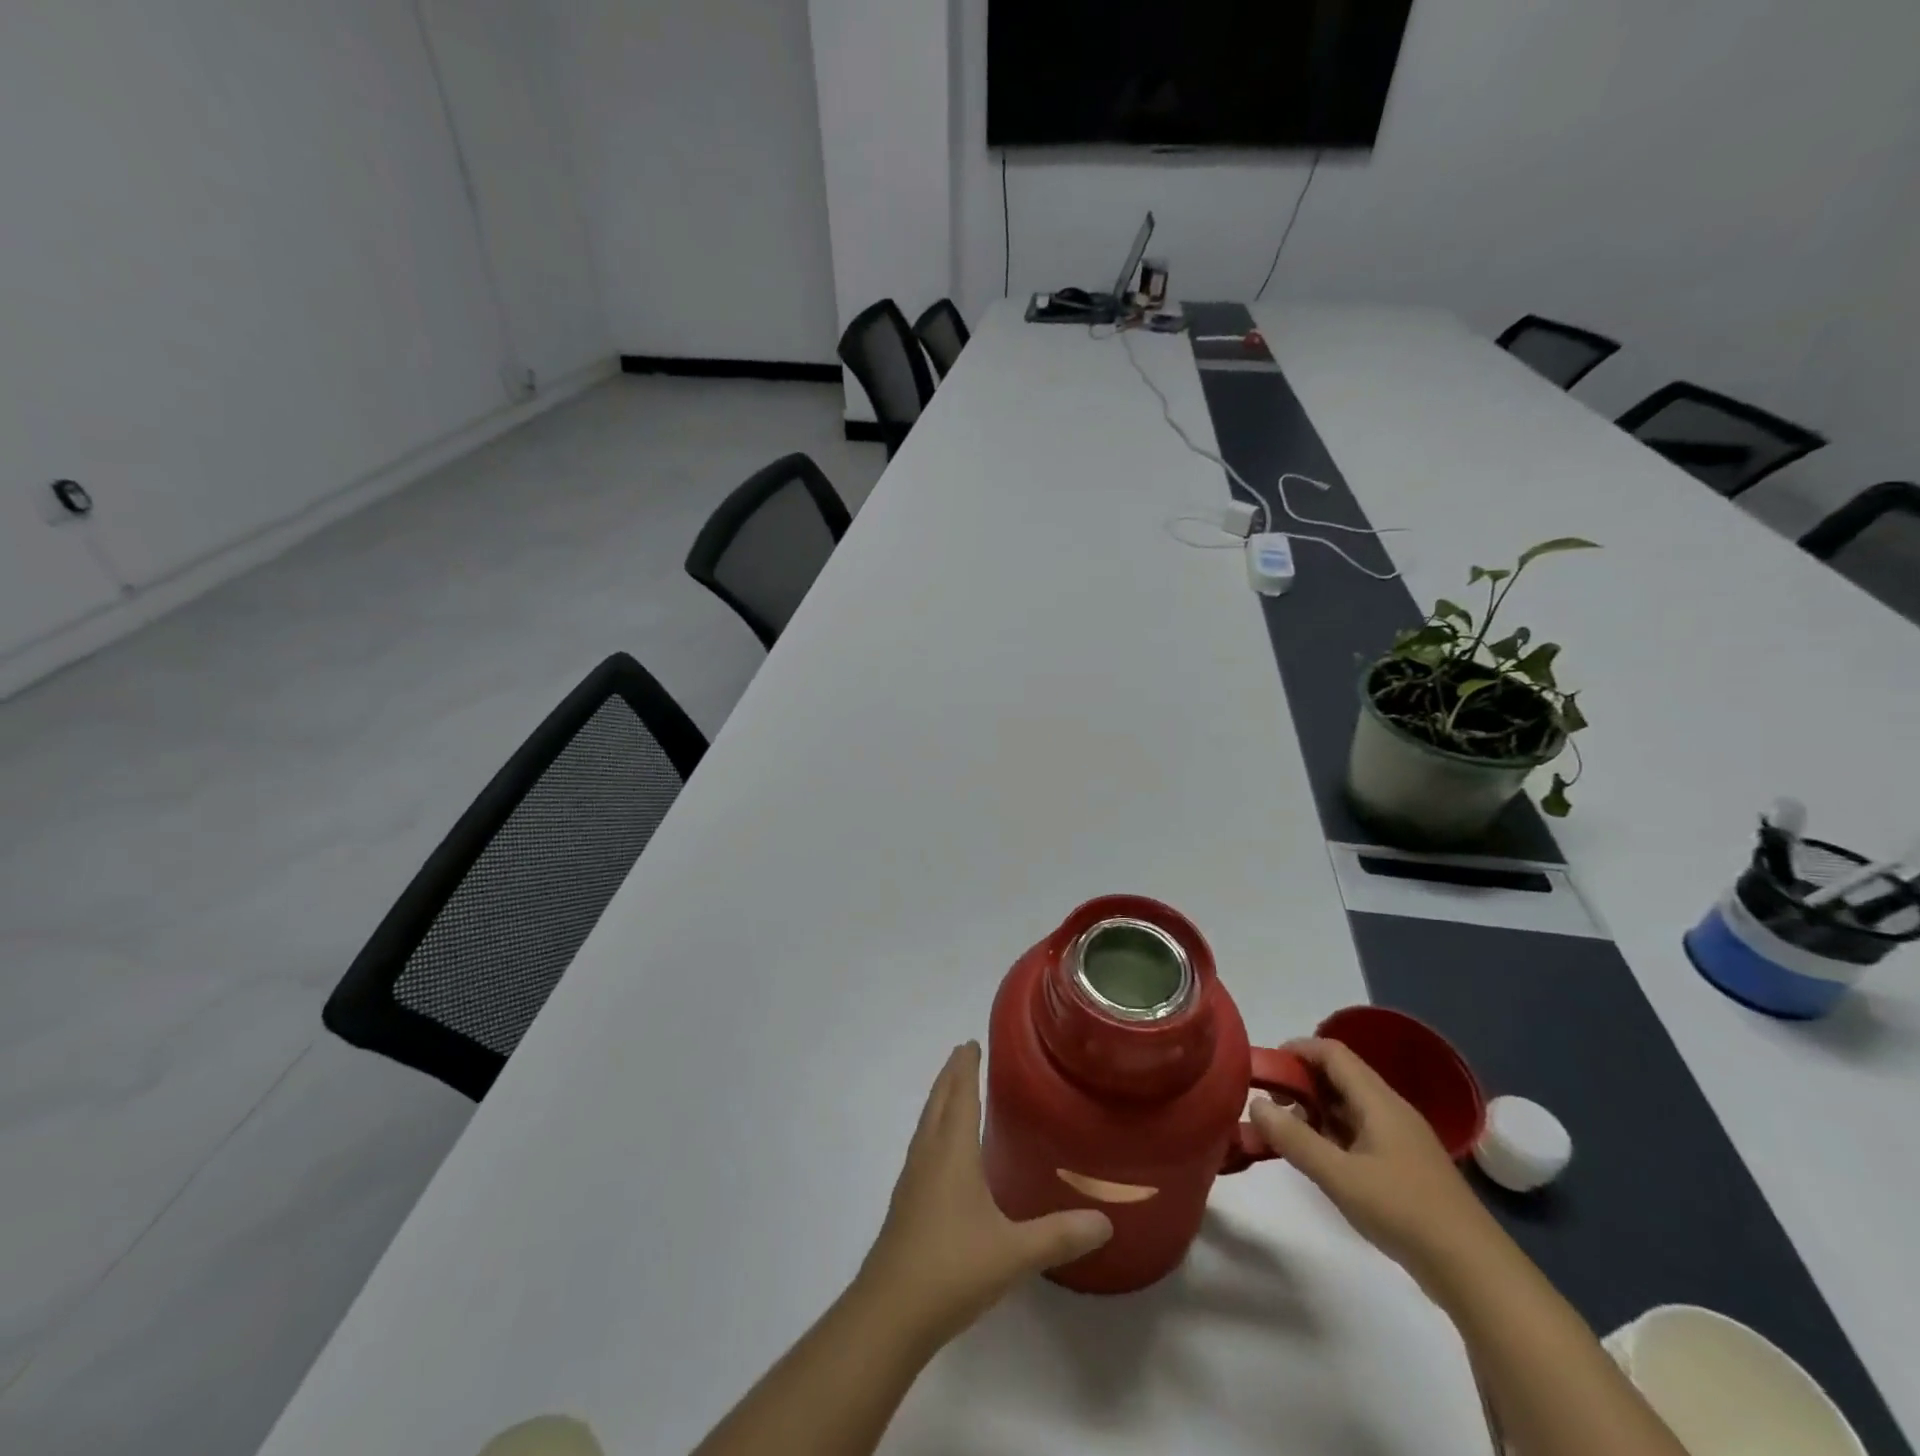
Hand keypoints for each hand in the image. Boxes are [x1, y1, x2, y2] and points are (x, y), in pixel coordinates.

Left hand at [855, 1043, 1111, 1349]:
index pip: (959, 1095)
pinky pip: (922, 1148)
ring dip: (940, 1101)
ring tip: (954, 1092)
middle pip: (938, 1102)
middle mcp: (929, 1155)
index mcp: (951, 1152)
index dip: (965, 1067)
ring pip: (926, 1124)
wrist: (889, 1313)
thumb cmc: (951, 1268)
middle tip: (963, 1054)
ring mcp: (912, 1180)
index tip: (970, 1042)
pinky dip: (935, 1130)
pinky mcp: (906, 1204)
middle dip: (950, 1076)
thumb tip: (1105, 1221)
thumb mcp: (1013, 1253)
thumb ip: (1059, 1235)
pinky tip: (944, 1153)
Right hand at [1249, 1038, 1495, 1286]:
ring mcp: (1401, 1138)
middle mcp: (1390, 1109)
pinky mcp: (1405, 1165)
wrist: (1475, 1270)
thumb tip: (1254, 1103)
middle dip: (1301, 1081)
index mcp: (1378, 1100)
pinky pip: (1361, 1131)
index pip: (1332, 1052)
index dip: (1296, 1050)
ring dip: (1315, 1110)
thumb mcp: (1339, 1176)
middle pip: (1340, 1075)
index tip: (1265, 1068)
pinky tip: (1320, 1159)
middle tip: (1270, 1105)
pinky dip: (1333, 1133)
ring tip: (1286, 1133)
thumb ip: (1294, 1139)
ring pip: (1349, 1105)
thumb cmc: (1403, 1212)